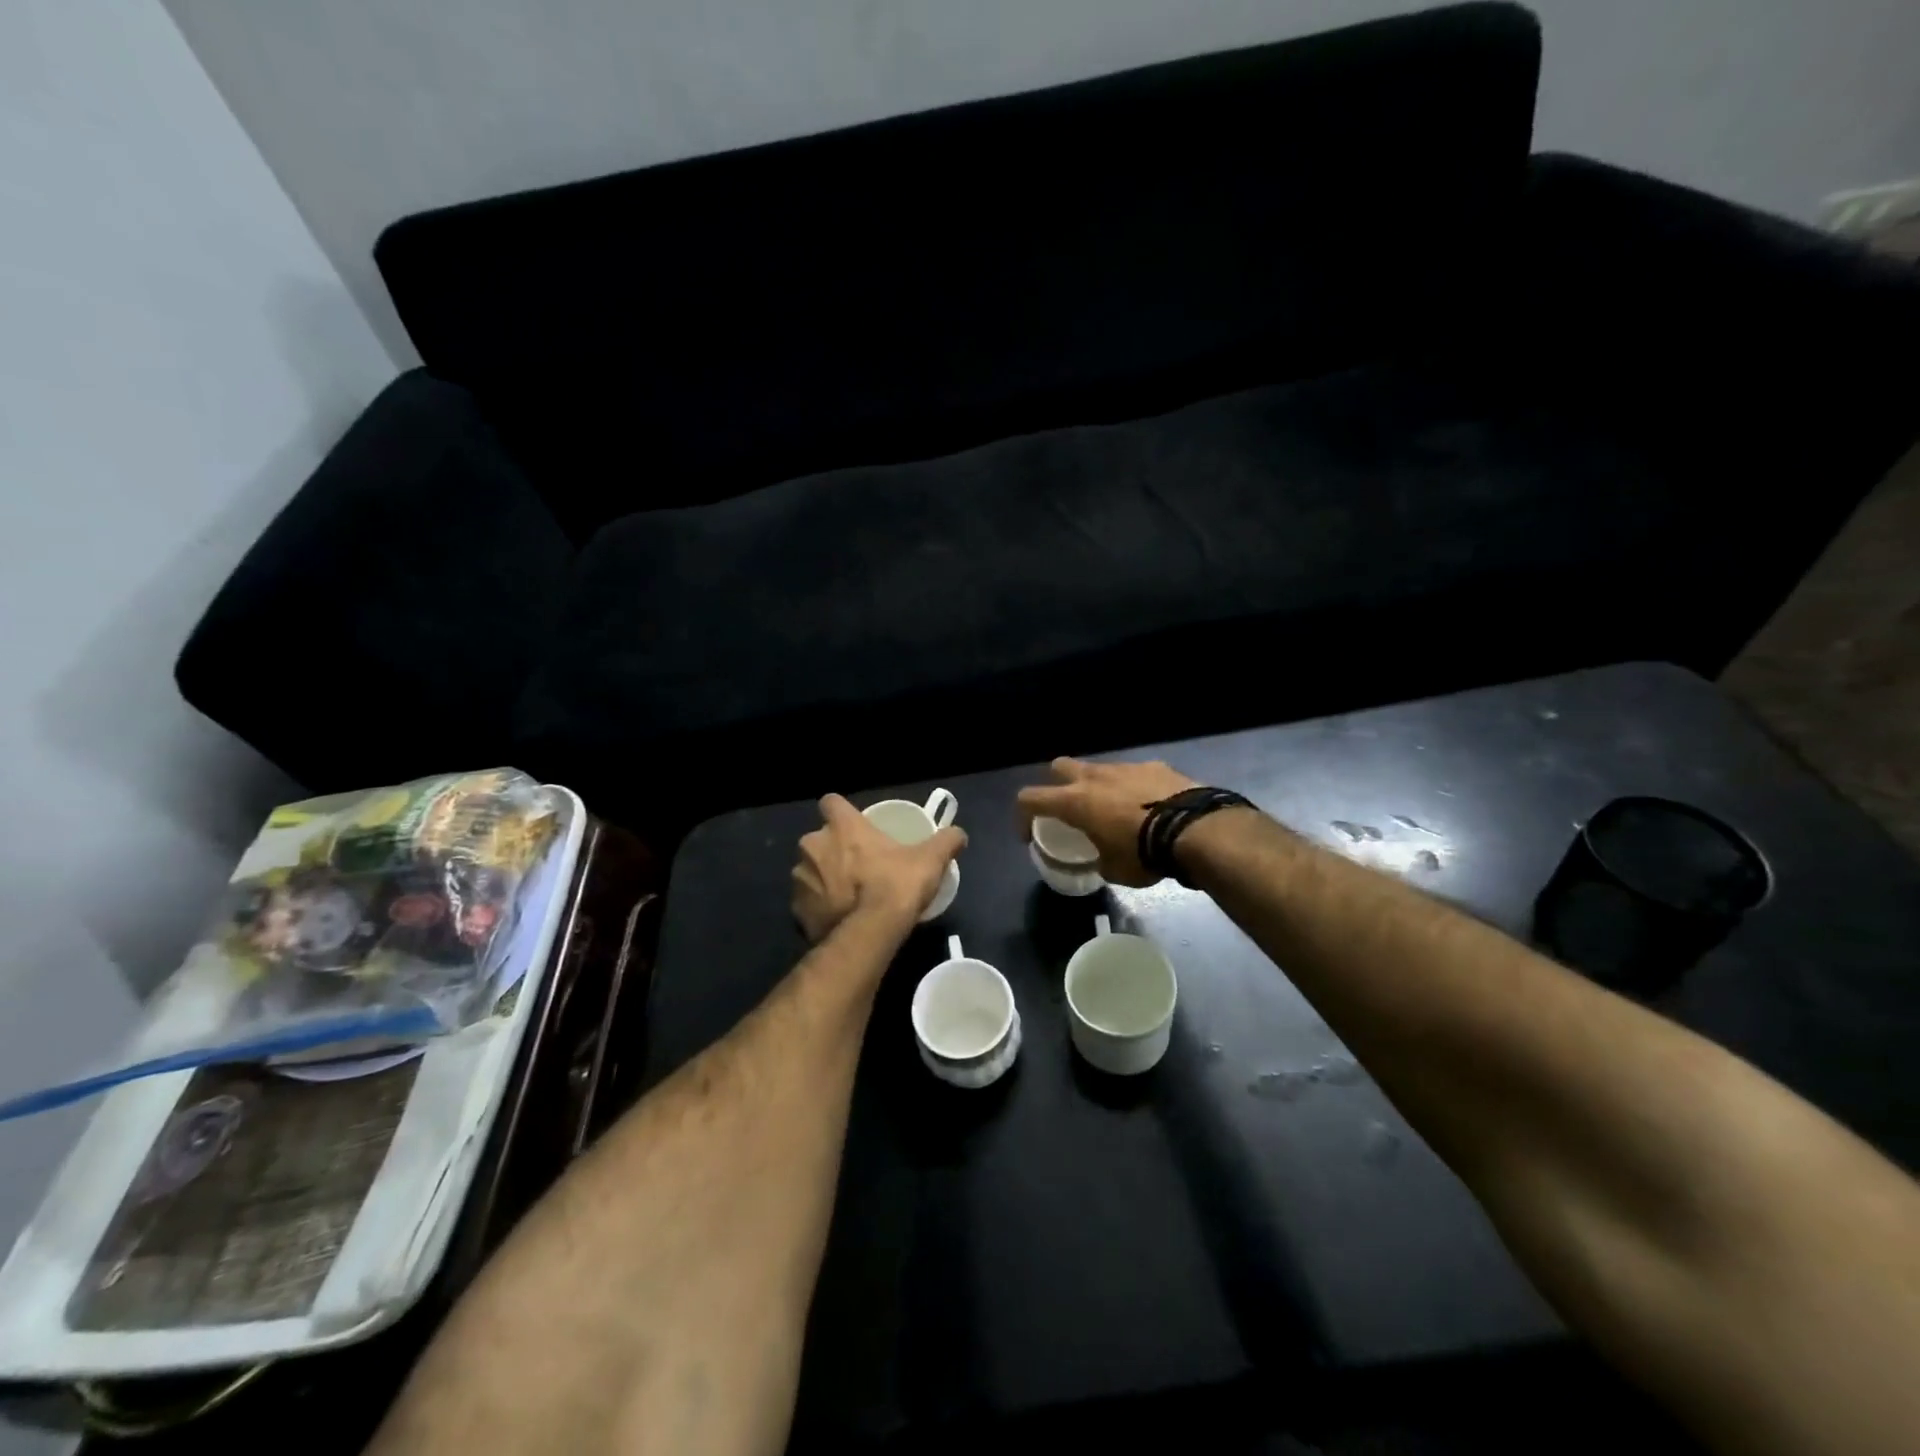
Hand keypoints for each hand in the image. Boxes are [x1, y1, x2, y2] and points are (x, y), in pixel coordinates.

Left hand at [791, 794, 966, 941]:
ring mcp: (800, 879)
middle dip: (833, 849)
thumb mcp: (929, 860)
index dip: (842, 812)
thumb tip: (959, 833)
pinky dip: (819, 906)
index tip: (856, 825)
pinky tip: (838, 917)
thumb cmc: (896, 885)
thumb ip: (946, 841)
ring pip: (810, 870)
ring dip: (824, 878)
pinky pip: (807, 902)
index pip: (831, 802)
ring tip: (848, 895)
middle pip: (820, 839)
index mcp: (842, 826)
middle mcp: (813, 846)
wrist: (870, 934)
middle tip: (859, 865)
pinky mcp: (796, 910)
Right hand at [1015, 758, 1198, 886]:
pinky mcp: (1155, 766)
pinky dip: (1133, 788)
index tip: (1029, 834)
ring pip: (1099, 769)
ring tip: (1115, 812)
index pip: (1029, 798)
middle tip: (1070, 809)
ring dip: (1098, 787)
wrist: (1195, 829)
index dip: (1022, 816)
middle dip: (1058, 785)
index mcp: (1075, 801)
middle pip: (1059, 767)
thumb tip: (1102, 859)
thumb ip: (1099, 859)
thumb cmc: (1144, 853)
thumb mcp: (1114, 870)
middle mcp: (1094, 777)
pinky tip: (1150, 808)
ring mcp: (1125, 767)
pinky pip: (1133, 774)